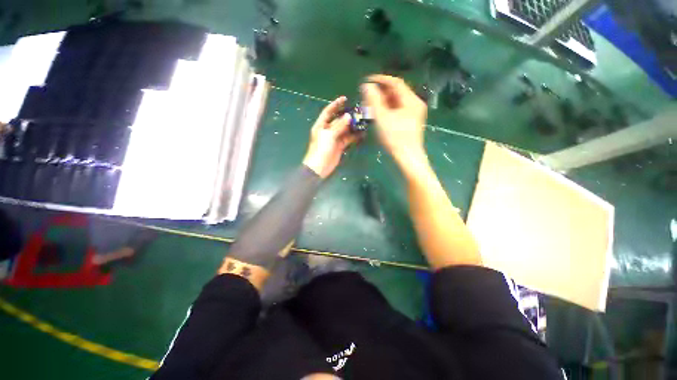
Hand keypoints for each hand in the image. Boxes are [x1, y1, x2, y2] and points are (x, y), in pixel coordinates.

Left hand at [303, 96, 357, 177]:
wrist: (320, 167)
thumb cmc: (321, 149)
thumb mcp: (329, 135)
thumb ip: (339, 126)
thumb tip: (348, 116)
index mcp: (321, 125)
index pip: (328, 111)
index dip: (336, 104)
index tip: (345, 98)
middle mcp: (328, 130)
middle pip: (338, 120)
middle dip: (347, 116)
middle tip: (358, 112)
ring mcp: (334, 138)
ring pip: (345, 129)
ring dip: (352, 126)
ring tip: (362, 121)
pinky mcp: (340, 146)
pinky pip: (348, 138)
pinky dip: (354, 136)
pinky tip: (361, 133)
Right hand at [361, 75, 426, 163]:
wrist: (407, 157)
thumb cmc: (394, 137)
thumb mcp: (382, 117)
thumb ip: (374, 100)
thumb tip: (367, 85)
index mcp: (411, 100)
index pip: (396, 83)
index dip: (381, 80)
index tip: (367, 81)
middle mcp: (415, 103)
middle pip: (397, 92)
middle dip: (381, 91)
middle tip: (367, 96)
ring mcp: (414, 113)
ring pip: (397, 101)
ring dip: (384, 100)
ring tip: (371, 105)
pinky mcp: (411, 121)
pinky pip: (399, 109)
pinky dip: (389, 108)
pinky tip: (380, 114)